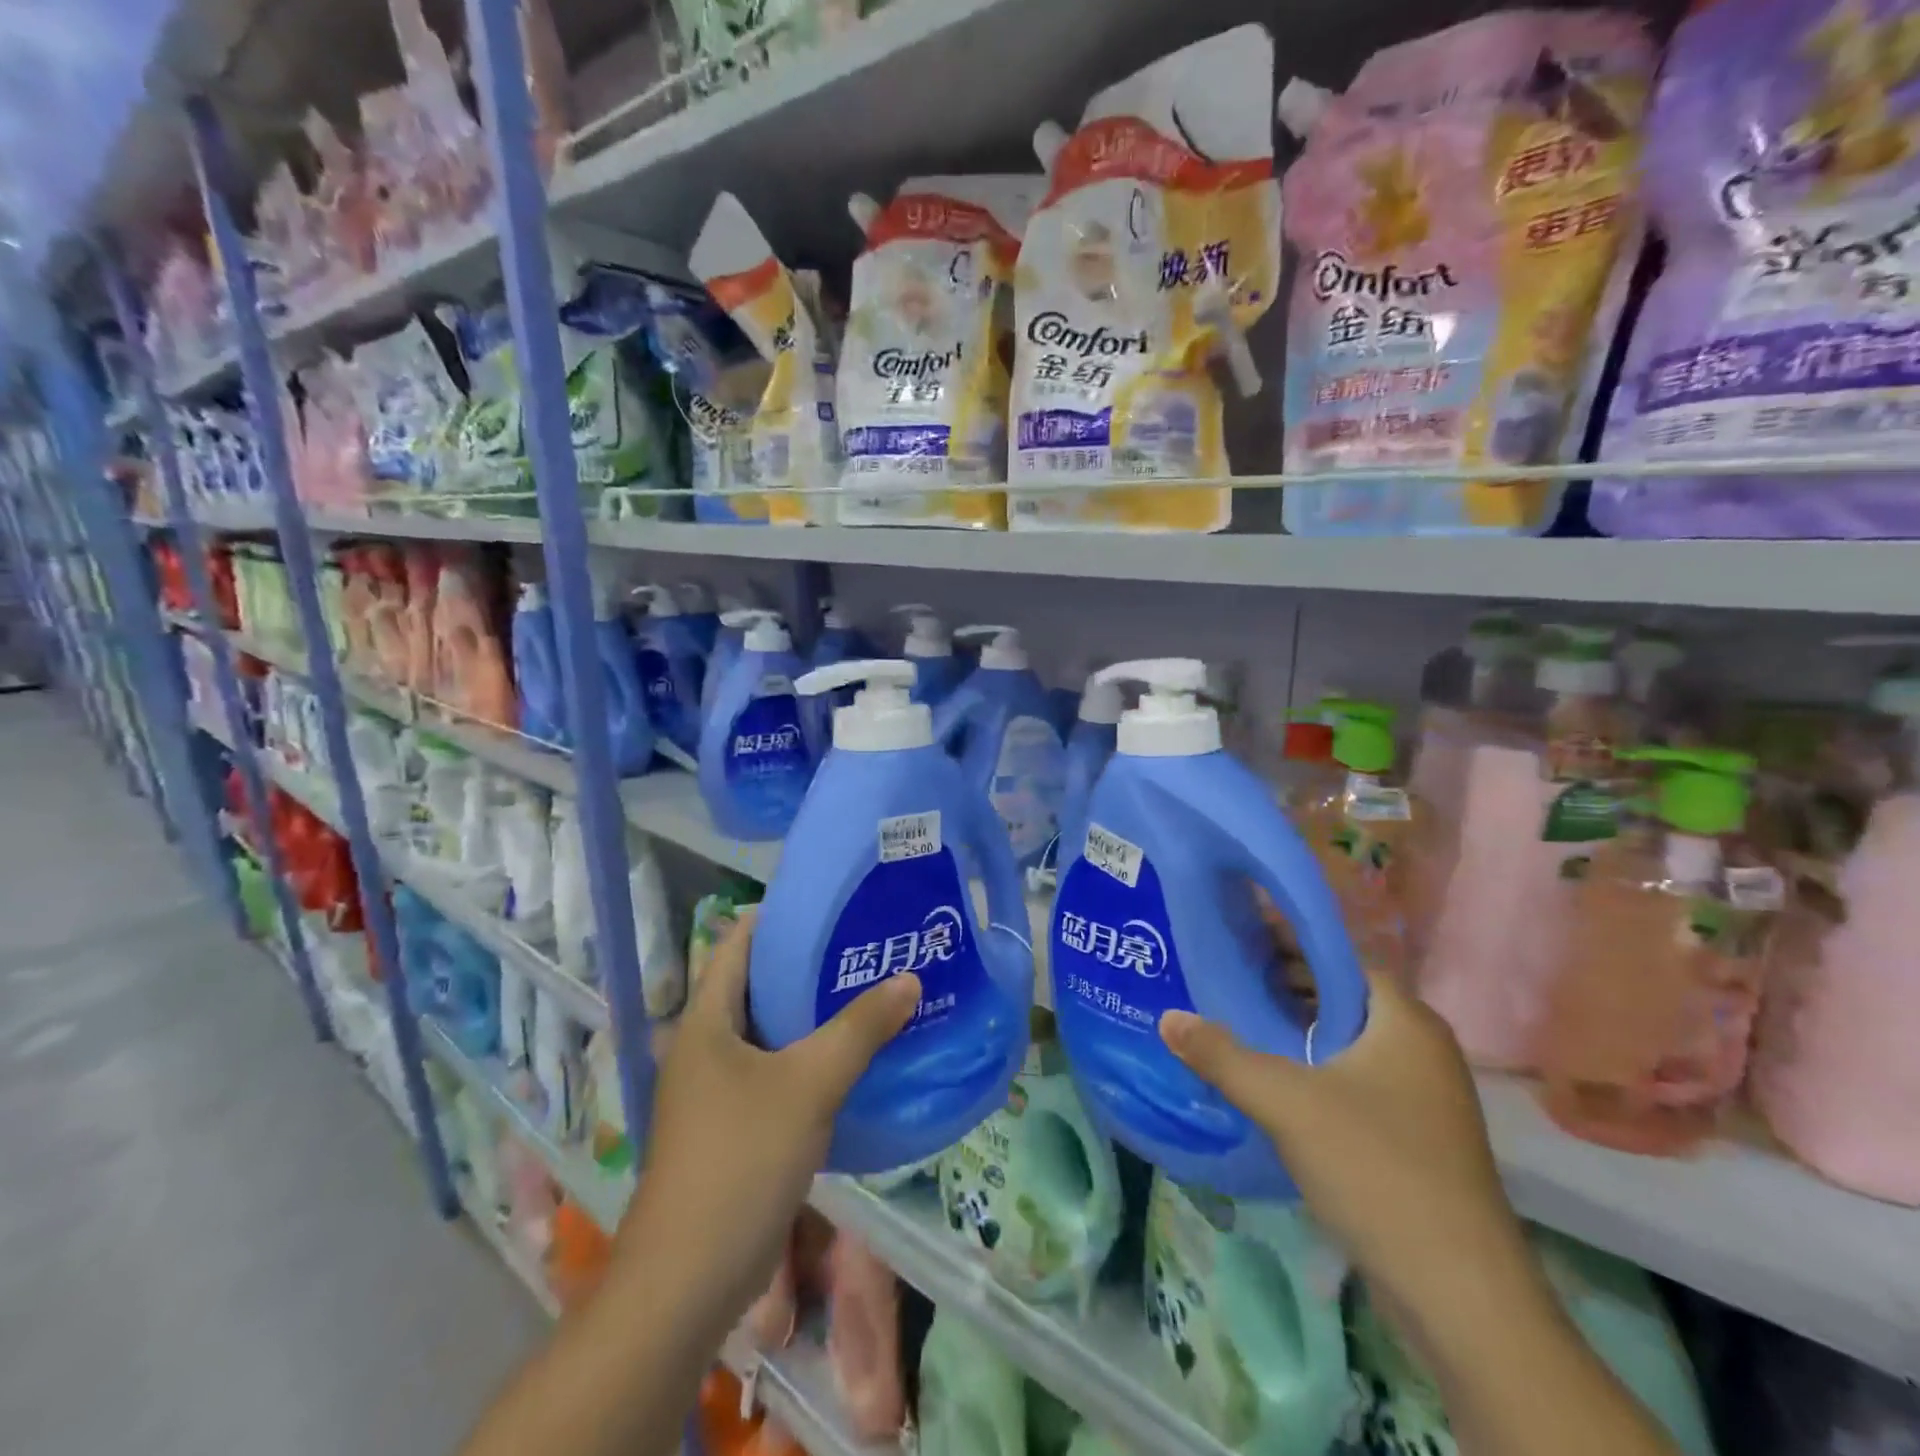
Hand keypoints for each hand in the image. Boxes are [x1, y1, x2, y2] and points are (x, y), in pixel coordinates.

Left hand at [617, 909, 920, 1319]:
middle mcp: (705, 1046)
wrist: (689, 1279)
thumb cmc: (741, 1159)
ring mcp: (716, 1090)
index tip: (831, 902)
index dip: (779, 915)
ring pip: (770, 1032)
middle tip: (864, 944)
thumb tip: (909, 978)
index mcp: (705, 1020)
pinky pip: (775, 1072)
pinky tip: (853, 1056)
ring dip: (813, 1014)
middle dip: (808, 964)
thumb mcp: (810, 1083)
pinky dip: (809, 1056)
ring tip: (869, 990)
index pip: (737, 942)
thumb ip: (860, 1028)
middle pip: (757, 985)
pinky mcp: (732, 1126)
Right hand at [1159, 973, 1536, 1319]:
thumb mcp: (1286, 1103)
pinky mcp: (1417, 1135)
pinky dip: (1317, 1067)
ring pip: (1350, 1041)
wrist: (1459, 1294)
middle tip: (1229, 978)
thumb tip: (1167, 1018)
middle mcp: (1422, 1047)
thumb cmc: (1376, 1168)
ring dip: (1300, 1029)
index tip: (1240, 937)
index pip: (1342, 958)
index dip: (1291, 942)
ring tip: (1240, 1022)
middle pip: (1345, 997)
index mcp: (1404, 1020)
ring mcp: (1425, 1095)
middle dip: (1288, 985)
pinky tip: (1275, 1082)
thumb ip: (1222, 1055)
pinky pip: (1357, 1078)